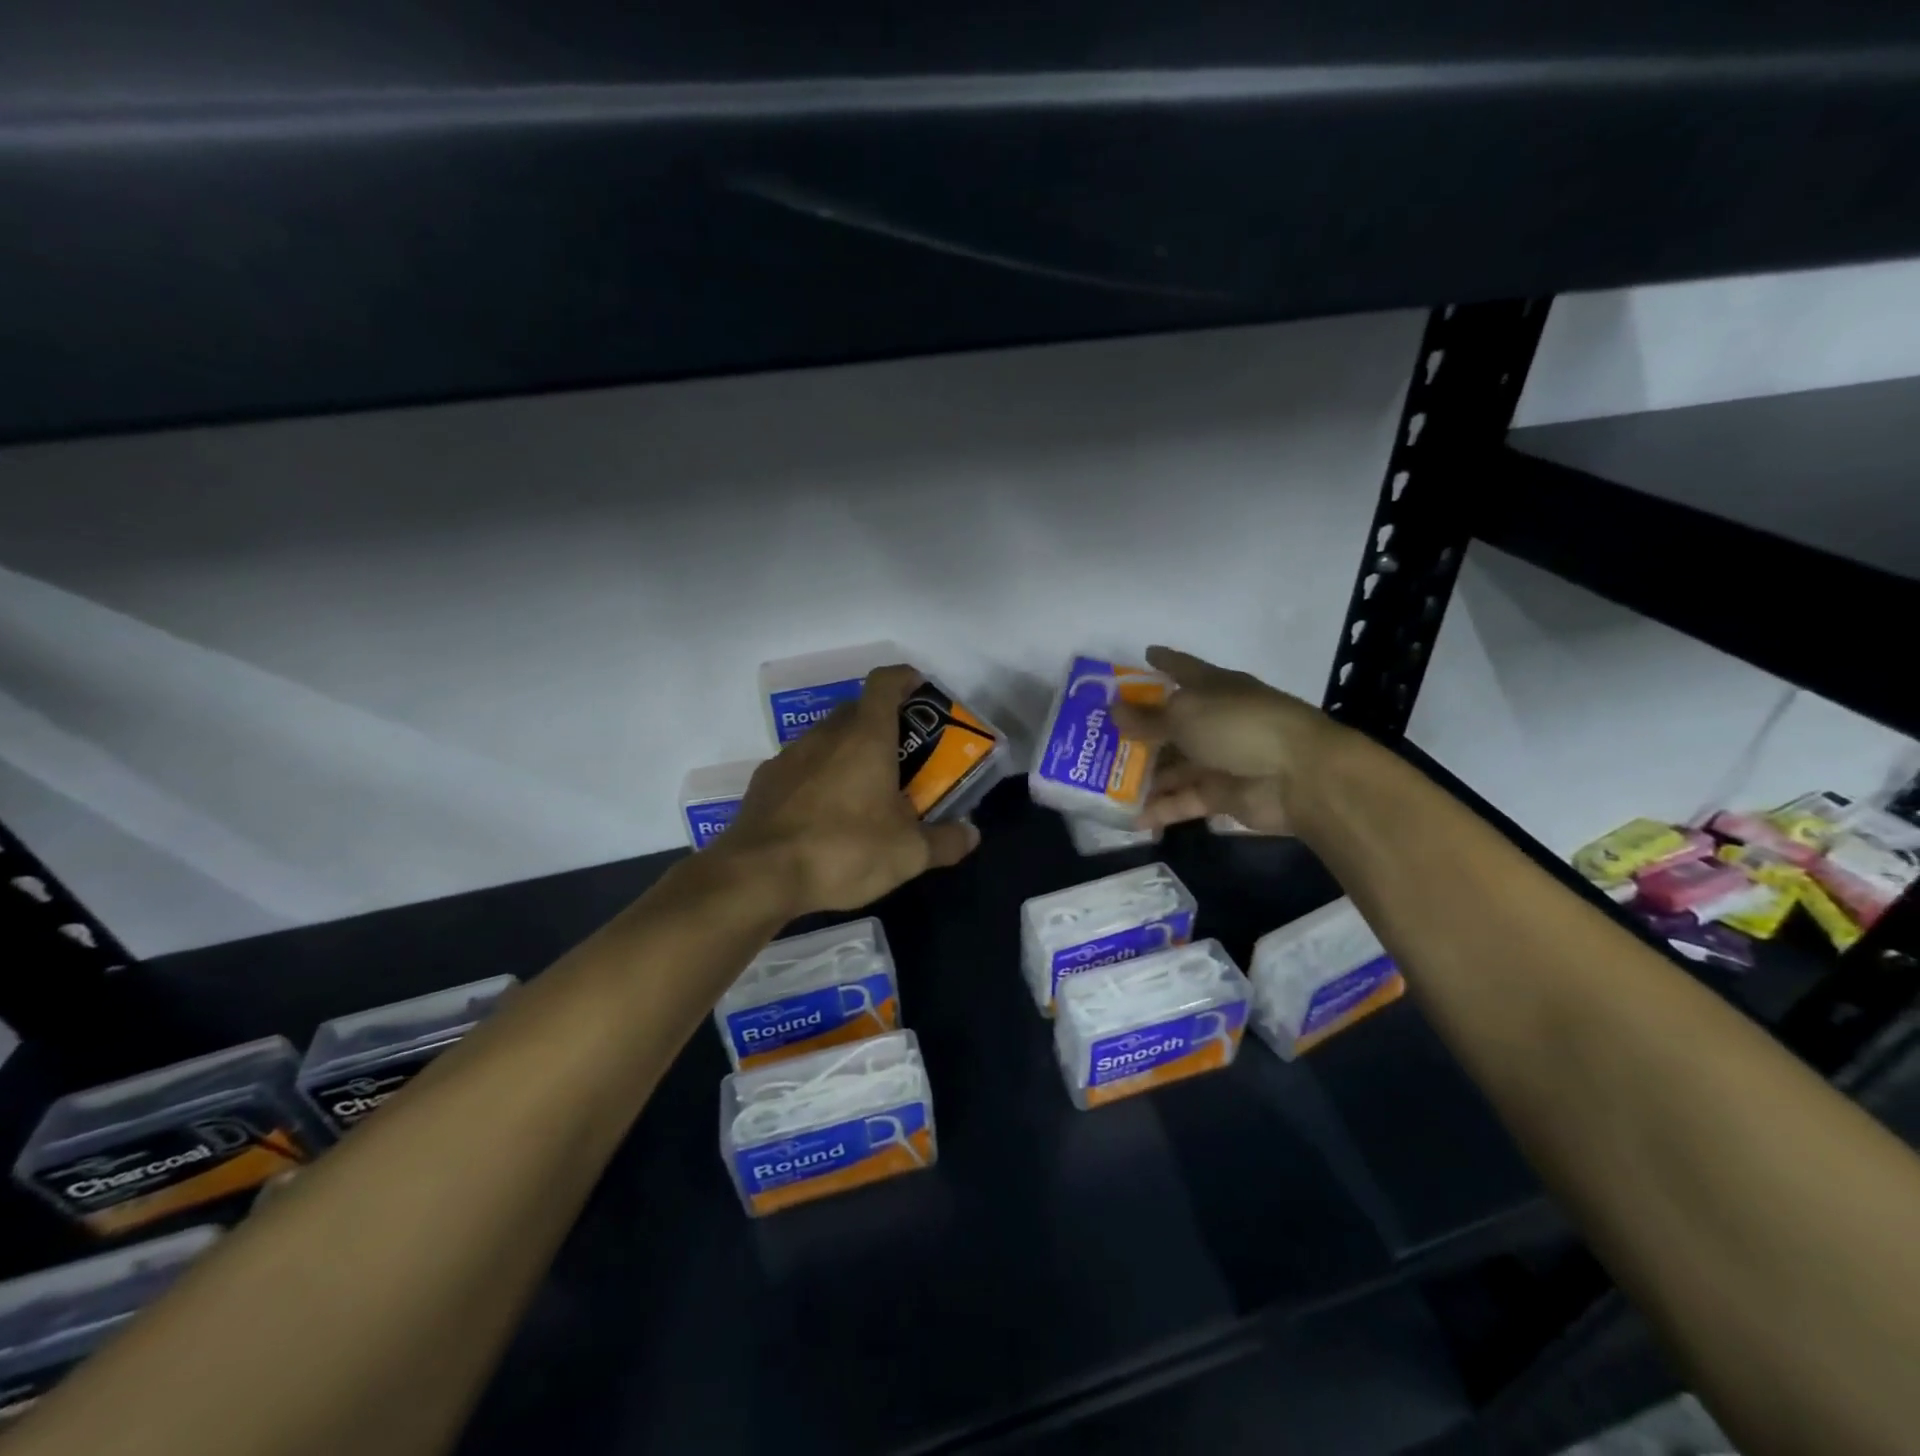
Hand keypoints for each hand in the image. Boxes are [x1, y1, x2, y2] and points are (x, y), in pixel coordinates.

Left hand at [716, 665, 981, 913]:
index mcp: (865, 737)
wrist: (759, 875)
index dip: (905, 678)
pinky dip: (818, 775)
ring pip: (827, 737)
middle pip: (857, 709)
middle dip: (883, 722)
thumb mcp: (908, 854)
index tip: (920, 690)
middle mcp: (826, 735)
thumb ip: (945, 842)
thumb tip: (971, 835)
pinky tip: (824, 812)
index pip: (885, 682)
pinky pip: (801, 765)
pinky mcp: (765, 781)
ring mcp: (789, 755)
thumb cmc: (844, 850)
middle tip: (903, 755)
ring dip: (848, 750)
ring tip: (865, 788)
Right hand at [1109, 646, 1335, 835]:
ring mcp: (1218, 759)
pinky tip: (1131, 818)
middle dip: (1138, 730)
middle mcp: (1214, 720)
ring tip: (1104, 783)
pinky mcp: (1221, 795)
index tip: (1144, 654)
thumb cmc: (1239, 726)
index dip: (1163, 661)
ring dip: (1143, 775)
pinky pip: (1183, 800)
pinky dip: (1160, 809)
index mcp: (1212, 688)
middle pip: (1170, 723)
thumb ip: (1147, 718)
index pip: (1182, 668)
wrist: (1300, 776)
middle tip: (1100, 736)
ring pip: (1173, 766)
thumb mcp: (1185, 715)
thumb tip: (1113, 710)